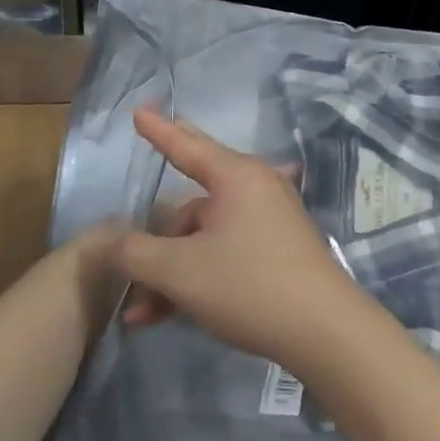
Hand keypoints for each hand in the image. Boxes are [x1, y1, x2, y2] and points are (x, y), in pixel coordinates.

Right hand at [112, 108, 371, 371]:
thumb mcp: (181, 271)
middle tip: (136, 215)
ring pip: (205, 235)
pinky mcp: (277, 251)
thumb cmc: (249, 285)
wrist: (323, 329)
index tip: (139, 111)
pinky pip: (224, 252)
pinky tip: (166, 315)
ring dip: (170, 268)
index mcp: (236, 177)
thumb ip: (137, 254)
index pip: (187, 145)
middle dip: (158, 222)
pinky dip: (196, 276)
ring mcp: (270, 220)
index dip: (158, 131)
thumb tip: (115, 242)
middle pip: (194, 196)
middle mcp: (255, 189)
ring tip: (139, 312)